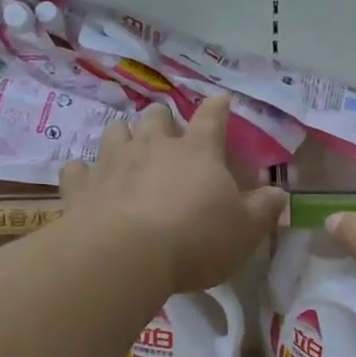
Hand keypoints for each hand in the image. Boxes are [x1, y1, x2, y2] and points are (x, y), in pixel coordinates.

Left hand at [60, 96, 286, 293]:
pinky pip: (76, 169)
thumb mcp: (245, 230)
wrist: (127, 257)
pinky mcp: (81, 187)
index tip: (222, 99)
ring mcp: (112, 162)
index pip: (212, 117)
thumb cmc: (196, 239)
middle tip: (166, 130)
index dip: (218, 107)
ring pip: (115, 132)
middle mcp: (152, 146)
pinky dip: (83, 172)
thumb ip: (263, 209)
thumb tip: (279, 193)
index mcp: (197, 151)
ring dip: (123, 136)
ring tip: (127, 146)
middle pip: (155, 116)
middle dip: (162, 118)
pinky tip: (86, 179)